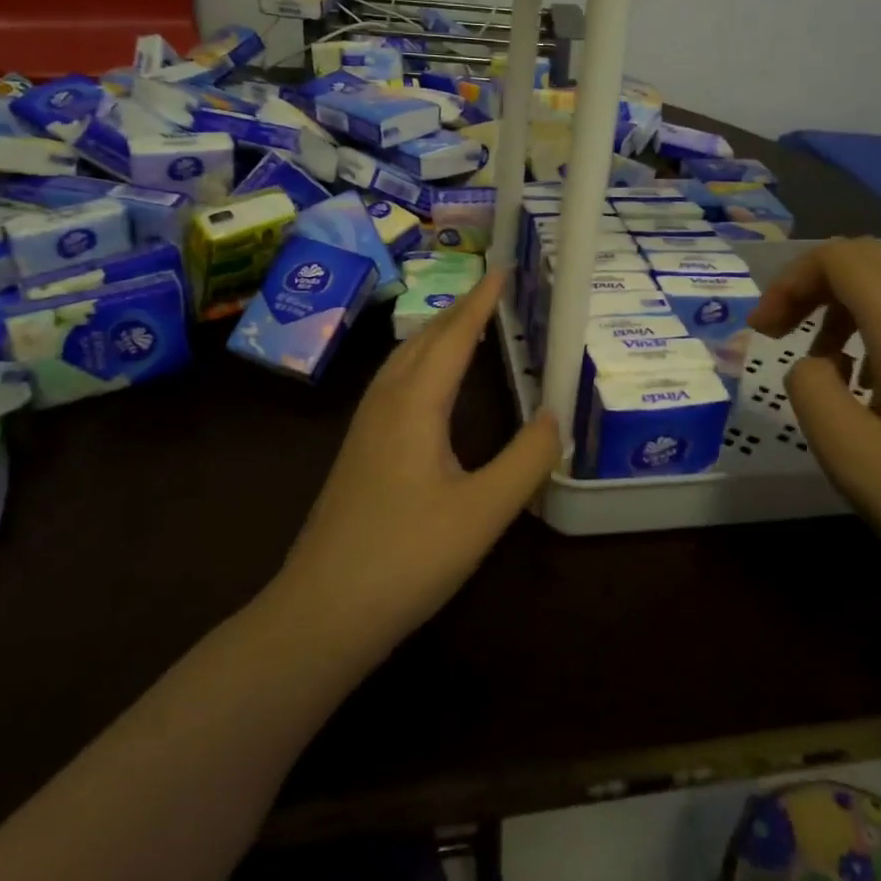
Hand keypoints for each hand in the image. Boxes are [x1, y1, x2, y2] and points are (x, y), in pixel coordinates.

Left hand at [277, 270, 559, 656]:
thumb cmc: (407, 556)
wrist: (323, 611)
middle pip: (423, 340)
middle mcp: (385, 403)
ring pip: (402, 361)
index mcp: (414, 404)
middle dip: (458, 311)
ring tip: (465, 326)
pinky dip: (421, 364)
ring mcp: (365, 428)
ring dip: (436, 335)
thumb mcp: (482, 512)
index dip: (480, 302)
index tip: (503, 269)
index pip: (453, 336)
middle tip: (492, 292)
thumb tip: (557, 415)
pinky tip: (429, 387)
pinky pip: (394, 385)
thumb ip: (526, 460)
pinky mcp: (359, 453)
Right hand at [748, 238, 880, 606]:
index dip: (790, 281)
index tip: (764, 333)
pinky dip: (880, 327)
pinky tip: (873, 387)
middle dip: (814, 285)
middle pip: (871, 260)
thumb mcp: (852, 457)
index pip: (840, 258)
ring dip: (847, 306)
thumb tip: (813, 365)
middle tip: (782, 334)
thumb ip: (811, 391)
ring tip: (824, 363)